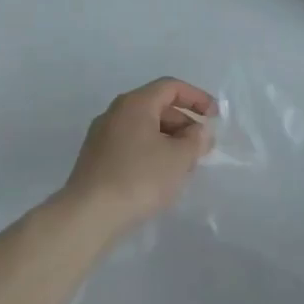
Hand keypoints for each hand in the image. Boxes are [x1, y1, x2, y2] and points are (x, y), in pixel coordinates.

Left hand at [58, 77, 216, 233]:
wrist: (89, 216)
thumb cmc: (139, 178)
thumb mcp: (179, 158)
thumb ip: (196, 140)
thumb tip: (199, 131)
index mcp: (135, 104)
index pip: (171, 87)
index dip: (197, 98)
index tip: (214, 117)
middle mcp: (115, 113)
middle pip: (157, 106)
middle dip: (184, 123)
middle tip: (202, 146)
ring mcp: (102, 136)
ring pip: (144, 128)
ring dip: (169, 140)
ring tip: (185, 165)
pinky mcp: (96, 159)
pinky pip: (131, 145)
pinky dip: (151, 152)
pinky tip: (161, 177)